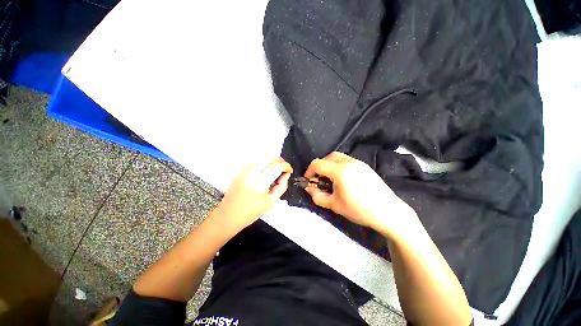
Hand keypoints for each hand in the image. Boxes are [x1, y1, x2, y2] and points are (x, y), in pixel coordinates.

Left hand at [215, 156, 292, 233]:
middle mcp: (251, 173)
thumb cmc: (251, 212)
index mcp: (260, 183)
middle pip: (269, 157)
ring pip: (261, 157)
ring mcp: (244, 170)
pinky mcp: (240, 171)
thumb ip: (281, 186)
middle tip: (284, 168)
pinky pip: (254, 161)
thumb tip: (286, 174)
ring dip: (271, 160)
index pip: (277, 167)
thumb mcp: (271, 202)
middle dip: (280, 160)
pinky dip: (263, 162)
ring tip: (276, 168)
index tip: (290, 171)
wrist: (228, 215)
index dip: (286, 166)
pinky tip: (265, 169)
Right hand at [304, 152, 415, 235]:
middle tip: (319, 179)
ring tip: (330, 179)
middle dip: (319, 166)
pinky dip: (339, 166)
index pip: (318, 164)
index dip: (309, 171)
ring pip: (338, 157)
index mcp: (340, 170)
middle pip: (328, 157)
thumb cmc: (359, 209)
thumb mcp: (334, 205)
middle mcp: (348, 162)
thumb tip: (308, 188)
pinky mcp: (365, 166)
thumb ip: (317, 196)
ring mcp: (358, 162)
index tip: (308, 181)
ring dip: (329, 165)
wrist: (388, 212)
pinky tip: (343, 178)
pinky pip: (347, 160)